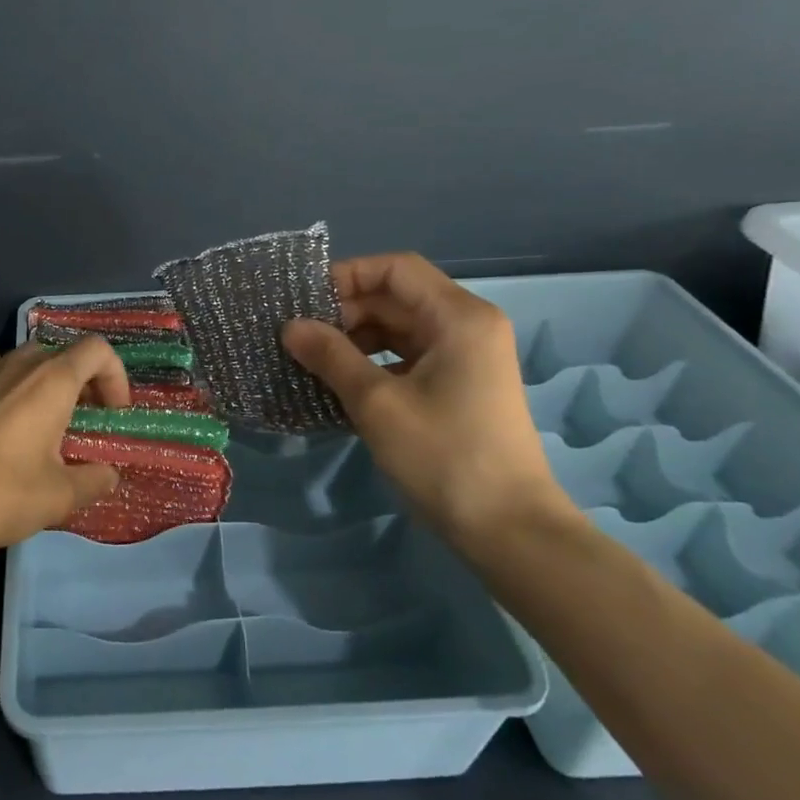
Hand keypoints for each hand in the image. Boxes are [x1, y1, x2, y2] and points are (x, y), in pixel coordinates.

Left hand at [0, 338, 131, 563]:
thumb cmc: (1, 496)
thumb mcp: (60, 498)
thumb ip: (94, 480)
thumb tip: (108, 474)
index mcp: (51, 381)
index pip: (97, 350)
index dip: (115, 376)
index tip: (112, 414)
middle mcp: (17, 365)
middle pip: (62, 354)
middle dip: (82, 382)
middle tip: (82, 423)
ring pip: (25, 358)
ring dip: (43, 380)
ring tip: (41, 419)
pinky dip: (3, 378)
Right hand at [281, 252, 576, 548]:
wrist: (509, 530)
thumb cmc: (444, 456)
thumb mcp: (376, 403)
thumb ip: (330, 356)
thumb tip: (290, 326)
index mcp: (458, 317)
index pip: (395, 268)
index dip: (346, 276)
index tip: (304, 303)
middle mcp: (467, 326)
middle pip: (396, 298)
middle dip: (345, 312)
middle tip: (299, 338)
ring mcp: (466, 357)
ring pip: (399, 329)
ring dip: (355, 339)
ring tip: (312, 362)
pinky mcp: (460, 385)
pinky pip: (408, 357)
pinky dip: (373, 363)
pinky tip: (340, 385)